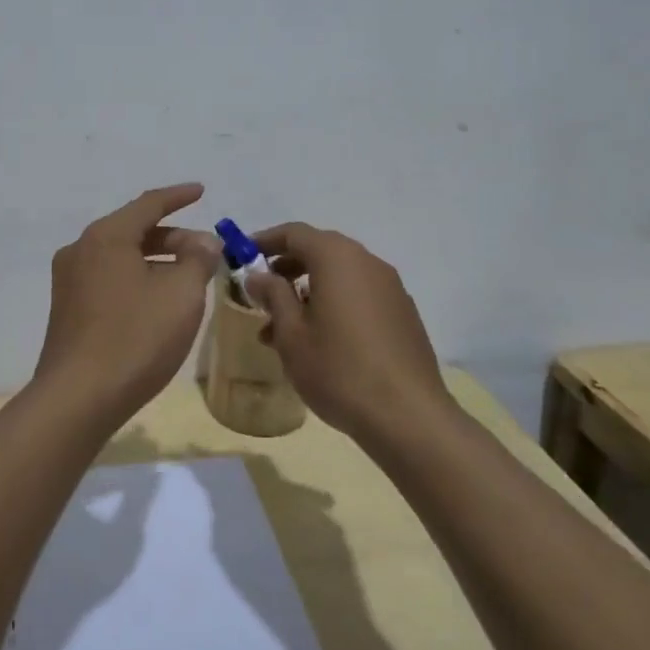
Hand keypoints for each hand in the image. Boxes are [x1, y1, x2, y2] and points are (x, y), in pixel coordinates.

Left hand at [34, 184, 220, 424]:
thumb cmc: (136, 338)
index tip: (201, 191)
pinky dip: (137, 279)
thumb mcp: (182, 294)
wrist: (79, 399)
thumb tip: (203, 242)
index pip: (148, 204)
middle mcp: (80, 250)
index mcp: (105, 236)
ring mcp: (69, 281)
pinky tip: (158, 302)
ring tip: (188, 278)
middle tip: (206, 253)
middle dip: (173, 238)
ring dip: (156, 261)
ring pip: (121, 257)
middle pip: (134, 231)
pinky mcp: (68, 310)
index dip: (179, 197)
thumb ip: (198, 259)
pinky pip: (109, 279)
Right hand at [245, 223, 453, 445]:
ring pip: (339, 277)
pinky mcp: (403, 313)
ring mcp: (390, 287)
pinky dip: (334, 305)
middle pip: (319, 251)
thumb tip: (259, 275)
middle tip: (262, 294)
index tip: (242, 258)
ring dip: (308, 293)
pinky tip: (320, 342)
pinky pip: (359, 295)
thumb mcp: (292, 334)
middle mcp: (367, 262)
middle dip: (286, 269)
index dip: (264, 241)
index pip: (294, 233)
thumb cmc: (339, 369)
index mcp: (337, 257)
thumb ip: (273, 296)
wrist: (408, 416)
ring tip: (283, 330)